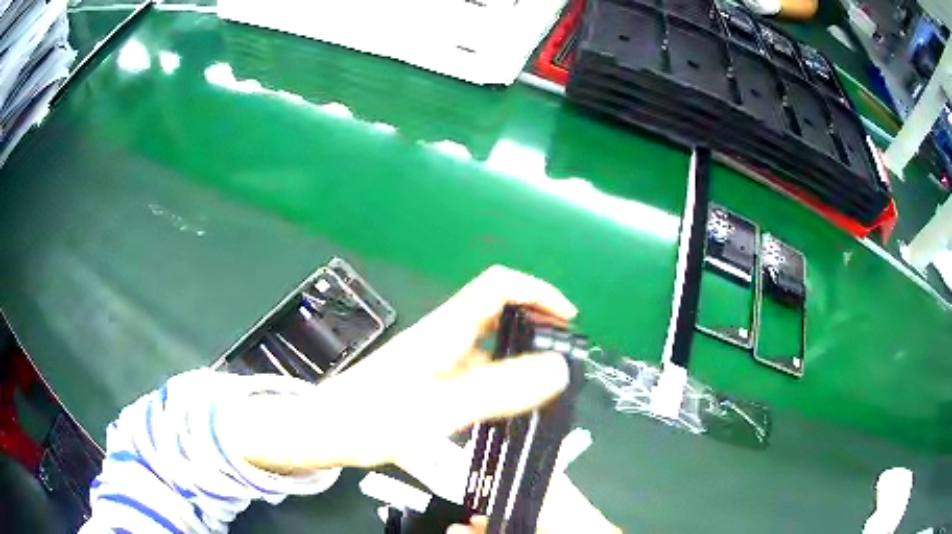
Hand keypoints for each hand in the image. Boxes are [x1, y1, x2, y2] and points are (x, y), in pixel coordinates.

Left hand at [232, 265, 577, 472]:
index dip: (537, 291)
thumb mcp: (438, 410)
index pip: (497, 285)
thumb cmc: (370, 420)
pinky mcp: (427, 380)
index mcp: (442, 330)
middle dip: (535, 322)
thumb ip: (497, 391)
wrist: (321, 432)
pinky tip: (509, 401)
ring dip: (520, 351)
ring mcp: (432, 359)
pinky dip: (500, 376)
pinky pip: (474, 369)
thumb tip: (556, 367)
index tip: (568, 320)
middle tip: (563, 354)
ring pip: (486, 342)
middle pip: (496, 310)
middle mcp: (440, 337)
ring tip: (546, 380)